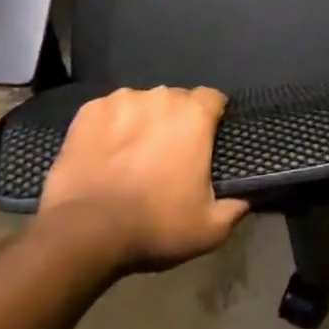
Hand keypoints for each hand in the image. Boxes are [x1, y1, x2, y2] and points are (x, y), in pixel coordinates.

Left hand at [37, 86, 249, 273]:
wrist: (84, 232)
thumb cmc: (154, 226)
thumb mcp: (209, 229)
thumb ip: (234, 208)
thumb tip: (245, 197)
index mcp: (194, 115)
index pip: (213, 99)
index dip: (212, 118)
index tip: (206, 141)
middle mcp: (161, 96)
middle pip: (176, 100)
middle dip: (176, 121)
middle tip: (168, 155)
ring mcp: (122, 100)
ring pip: (142, 104)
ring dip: (143, 122)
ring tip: (132, 155)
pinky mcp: (89, 110)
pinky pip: (109, 112)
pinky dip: (111, 127)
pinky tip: (104, 153)